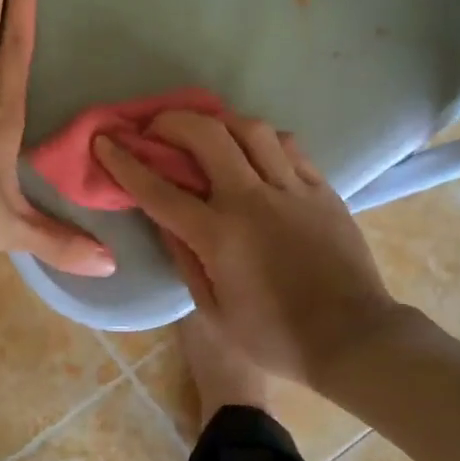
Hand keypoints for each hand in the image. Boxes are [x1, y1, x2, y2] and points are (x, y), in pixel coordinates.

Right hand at [94, 114, 391, 382]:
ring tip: (207, 129)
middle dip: (173, 121)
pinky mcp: (322, 190)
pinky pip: (289, 147)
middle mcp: (252, 201)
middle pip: (207, 136)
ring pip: (251, 130)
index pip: (159, 189)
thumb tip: (163, 220)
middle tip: (157, 126)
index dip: (125, 162)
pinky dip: (263, 139)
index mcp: (219, 236)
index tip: (106, 140)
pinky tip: (254, 147)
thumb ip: (185, 260)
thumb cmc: (275, 337)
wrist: (353, 339)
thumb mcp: (214, 312)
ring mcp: (292, 190)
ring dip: (220, 121)